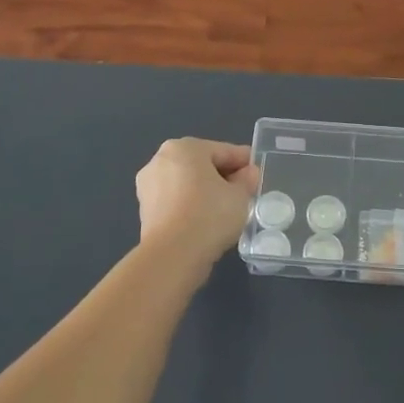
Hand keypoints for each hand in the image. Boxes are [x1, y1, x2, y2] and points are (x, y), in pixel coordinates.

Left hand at [135, 138, 260, 266]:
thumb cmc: (210, 214)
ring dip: (206, 192)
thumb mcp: (240, 195)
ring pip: (187, 184)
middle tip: (244, 193)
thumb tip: (247, 173)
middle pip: (202, 165)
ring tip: (227, 209)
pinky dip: (191, 206)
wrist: (173, 255)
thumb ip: (246, 180)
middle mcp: (160, 160)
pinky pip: (176, 201)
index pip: (223, 151)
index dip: (244, 162)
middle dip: (223, 176)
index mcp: (184, 147)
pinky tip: (207, 221)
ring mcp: (148, 186)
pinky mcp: (145, 210)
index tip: (258, 174)